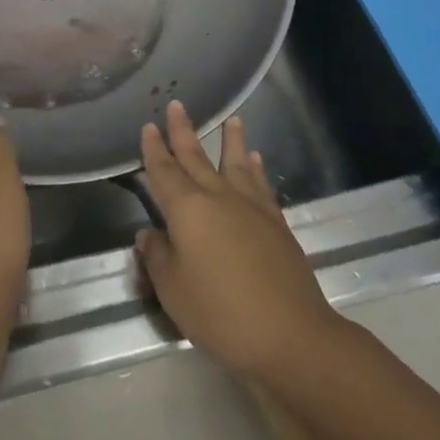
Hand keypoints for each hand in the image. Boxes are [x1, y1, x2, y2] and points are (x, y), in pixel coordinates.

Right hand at [135, 101, 339, 379]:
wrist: (291, 335)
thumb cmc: (221, 313)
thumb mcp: (173, 291)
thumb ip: (157, 257)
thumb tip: (149, 233)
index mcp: (187, 209)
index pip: (164, 171)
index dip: (153, 150)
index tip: (148, 126)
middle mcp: (218, 197)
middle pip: (196, 157)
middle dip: (183, 131)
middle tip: (176, 104)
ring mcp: (250, 207)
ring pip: (234, 163)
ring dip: (230, 139)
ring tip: (231, 118)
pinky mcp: (276, 223)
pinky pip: (261, 184)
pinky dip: (256, 169)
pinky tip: (255, 160)